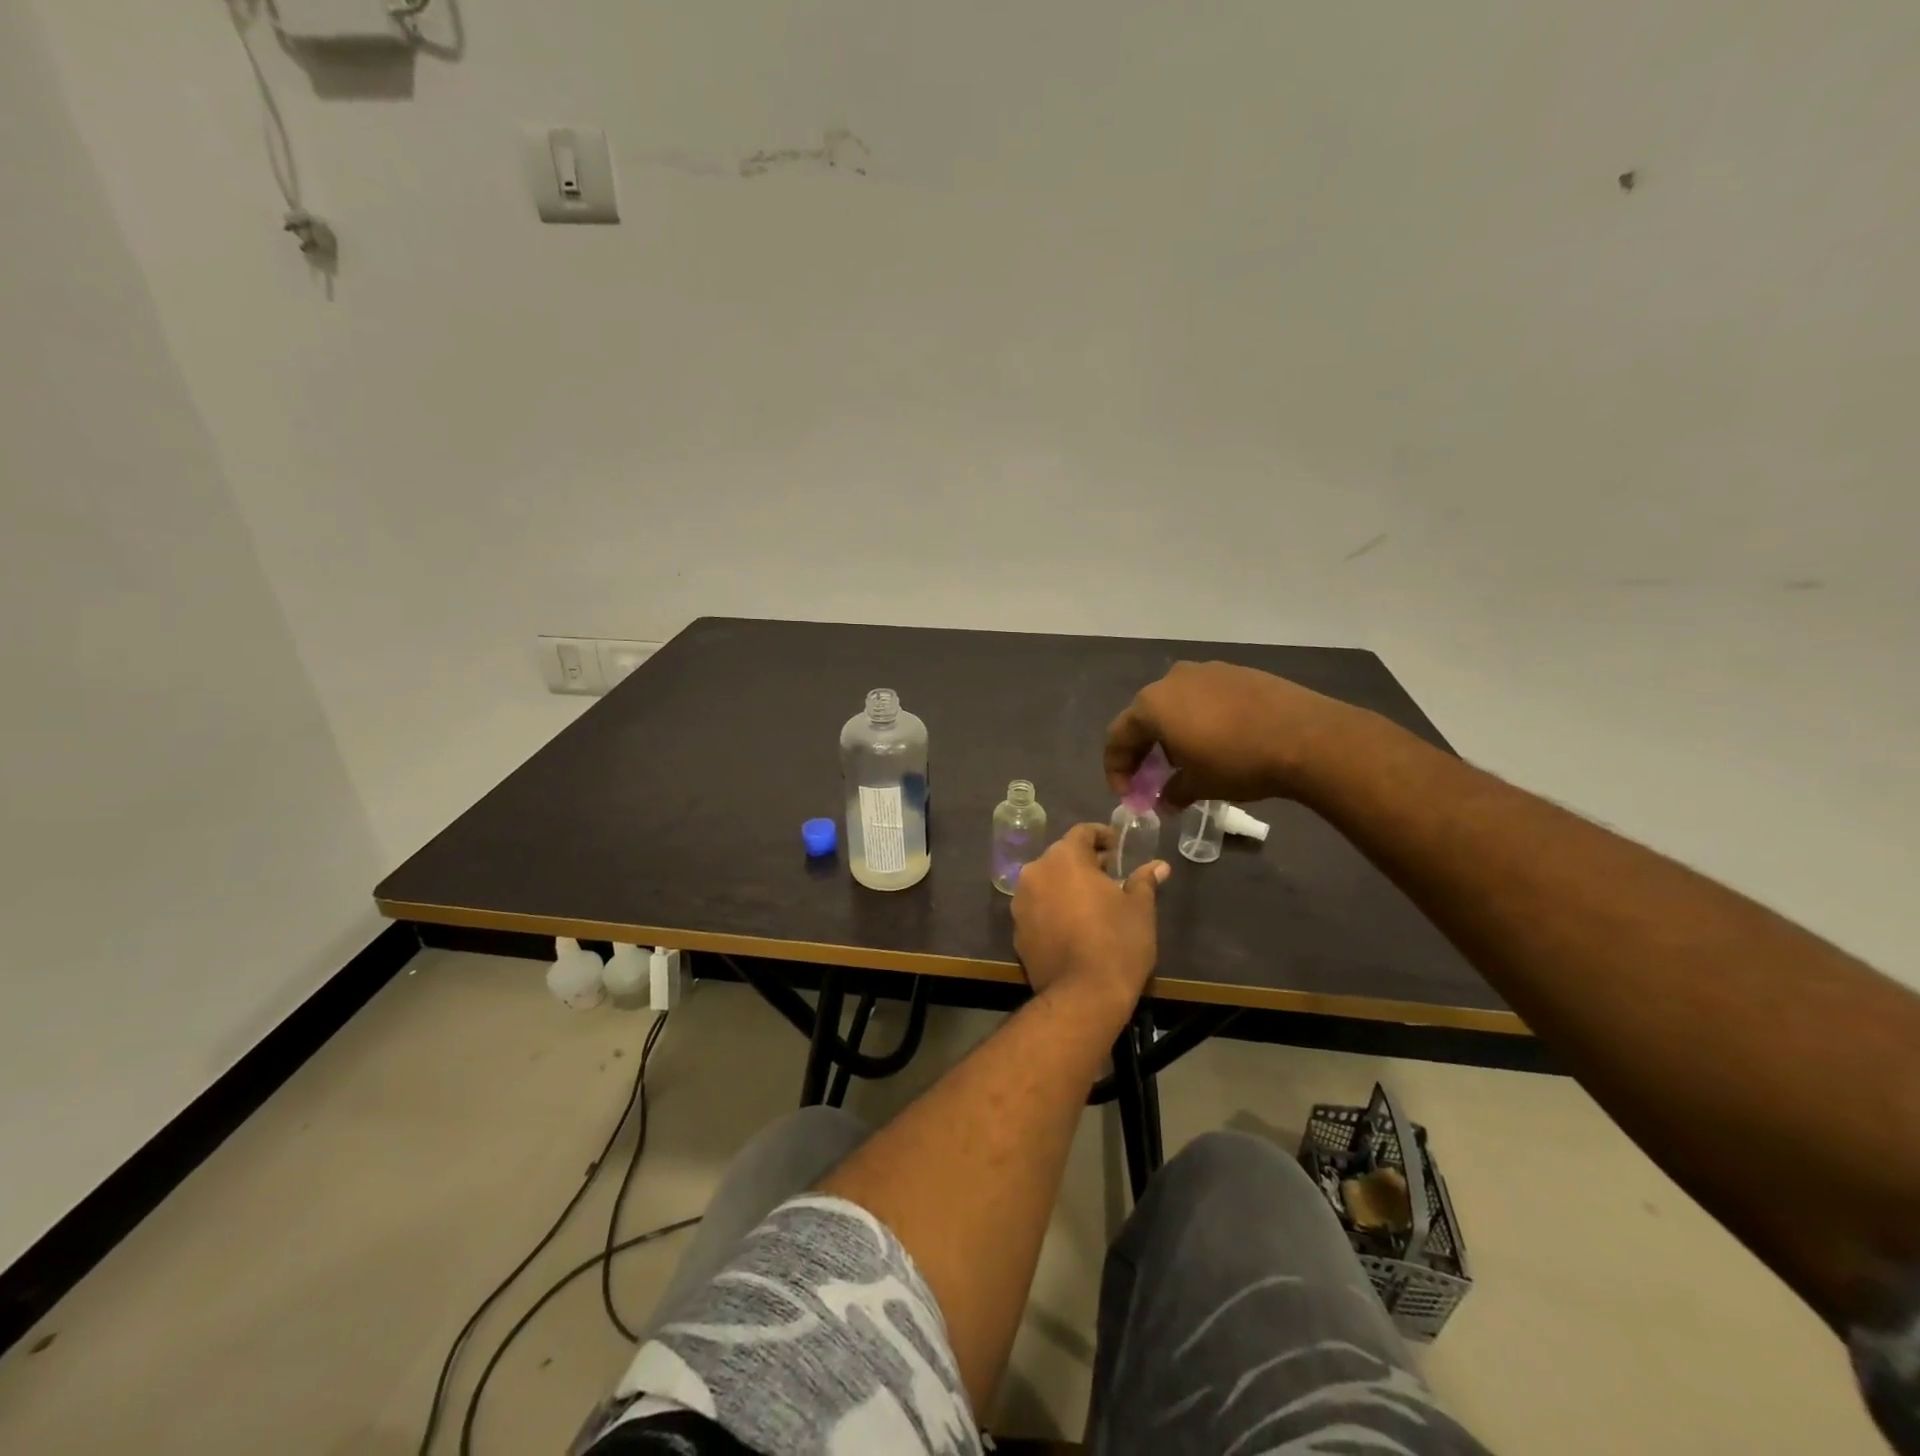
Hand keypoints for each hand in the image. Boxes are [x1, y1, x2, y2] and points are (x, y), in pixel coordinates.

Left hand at [1011, 823, 1166, 1015]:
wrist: (1082, 995)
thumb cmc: (1117, 942)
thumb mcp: (1140, 909)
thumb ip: (1144, 881)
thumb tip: (1159, 866)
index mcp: (1064, 858)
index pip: (1082, 832)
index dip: (1102, 836)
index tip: (1118, 848)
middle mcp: (1036, 872)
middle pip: (1061, 856)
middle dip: (1085, 862)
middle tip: (1111, 876)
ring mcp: (1021, 902)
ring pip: (1047, 882)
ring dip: (1067, 885)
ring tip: (1093, 902)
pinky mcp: (1016, 930)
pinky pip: (1038, 908)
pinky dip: (1054, 908)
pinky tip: (1074, 926)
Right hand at [1104, 661, 1352, 808]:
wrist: (1306, 736)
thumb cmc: (1238, 762)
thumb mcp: (1198, 785)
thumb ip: (1171, 793)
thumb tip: (1164, 802)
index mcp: (1152, 705)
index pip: (1117, 737)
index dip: (1116, 769)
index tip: (1128, 795)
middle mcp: (1172, 679)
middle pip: (1144, 717)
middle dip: (1143, 750)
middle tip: (1152, 779)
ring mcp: (1206, 671)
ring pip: (1175, 704)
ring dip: (1172, 733)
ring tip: (1187, 760)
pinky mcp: (1236, 672)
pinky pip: (1205, 697)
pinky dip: (1200, 719)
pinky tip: (1218, 741)